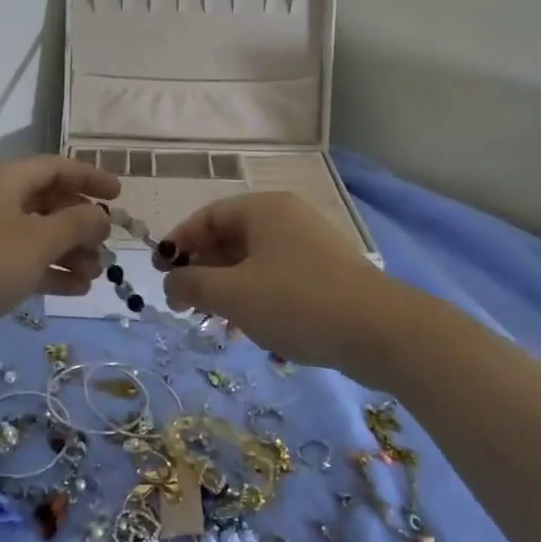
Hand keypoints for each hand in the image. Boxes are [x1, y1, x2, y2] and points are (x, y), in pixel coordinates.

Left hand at [0, 155, 120, 329]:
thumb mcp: (39, 240)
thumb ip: (77, 224)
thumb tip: (100, 217)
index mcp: (3, 178)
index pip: (55, 167)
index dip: (90, 178)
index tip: (119, 195)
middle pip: (46, 201)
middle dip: (80, 225)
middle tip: (105, 247)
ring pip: (34, 233)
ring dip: (67, 251)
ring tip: (94, 275)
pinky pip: (18, 257)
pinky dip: (46, 268)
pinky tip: (75, 288)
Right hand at [154, 192, 404, 368]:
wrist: (380, 332)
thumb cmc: (296, 301)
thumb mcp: (233, 294)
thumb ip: (192, 284)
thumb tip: (170, 284)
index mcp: (263, 209)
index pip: (207, 216)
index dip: (178, 242)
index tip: (159, 271)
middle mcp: (285, 218)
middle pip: (229, 237)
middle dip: (201, 269)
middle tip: (181, 300)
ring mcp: (308, 246)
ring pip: (252, 261)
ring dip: (225, 287)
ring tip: (210, 320)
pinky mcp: (324, 274)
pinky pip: (275, 277)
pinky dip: (253, 297)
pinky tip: (244, 329)